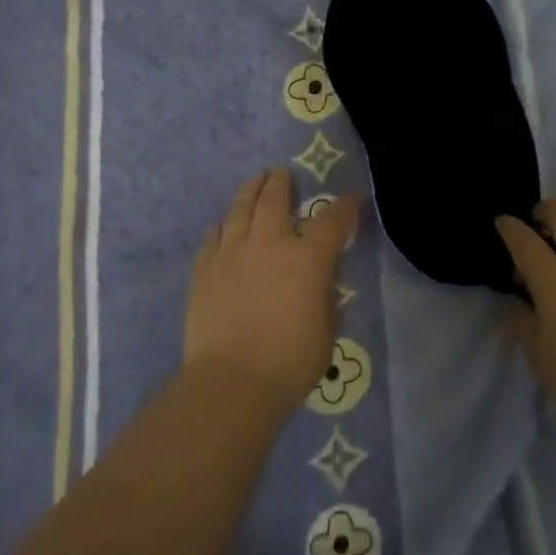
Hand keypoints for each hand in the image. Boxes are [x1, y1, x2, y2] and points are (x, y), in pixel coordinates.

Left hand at [185, 169, 359, 414]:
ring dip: (249, 191)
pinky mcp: (204, 270)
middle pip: (275, 200)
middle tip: (281, 173)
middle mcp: (269, 245)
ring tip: (254, 181)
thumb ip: (325, 300)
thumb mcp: (326, 333)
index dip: (344, 207)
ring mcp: (232, 253)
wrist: (232, 381)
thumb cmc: (289, 363)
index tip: (351, 199)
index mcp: (307, 259)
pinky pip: (213, 238)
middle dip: (281, 183)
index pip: (332, 222)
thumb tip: (320, 284)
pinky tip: (222, 224)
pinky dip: (221, 227)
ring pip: (240, 210)